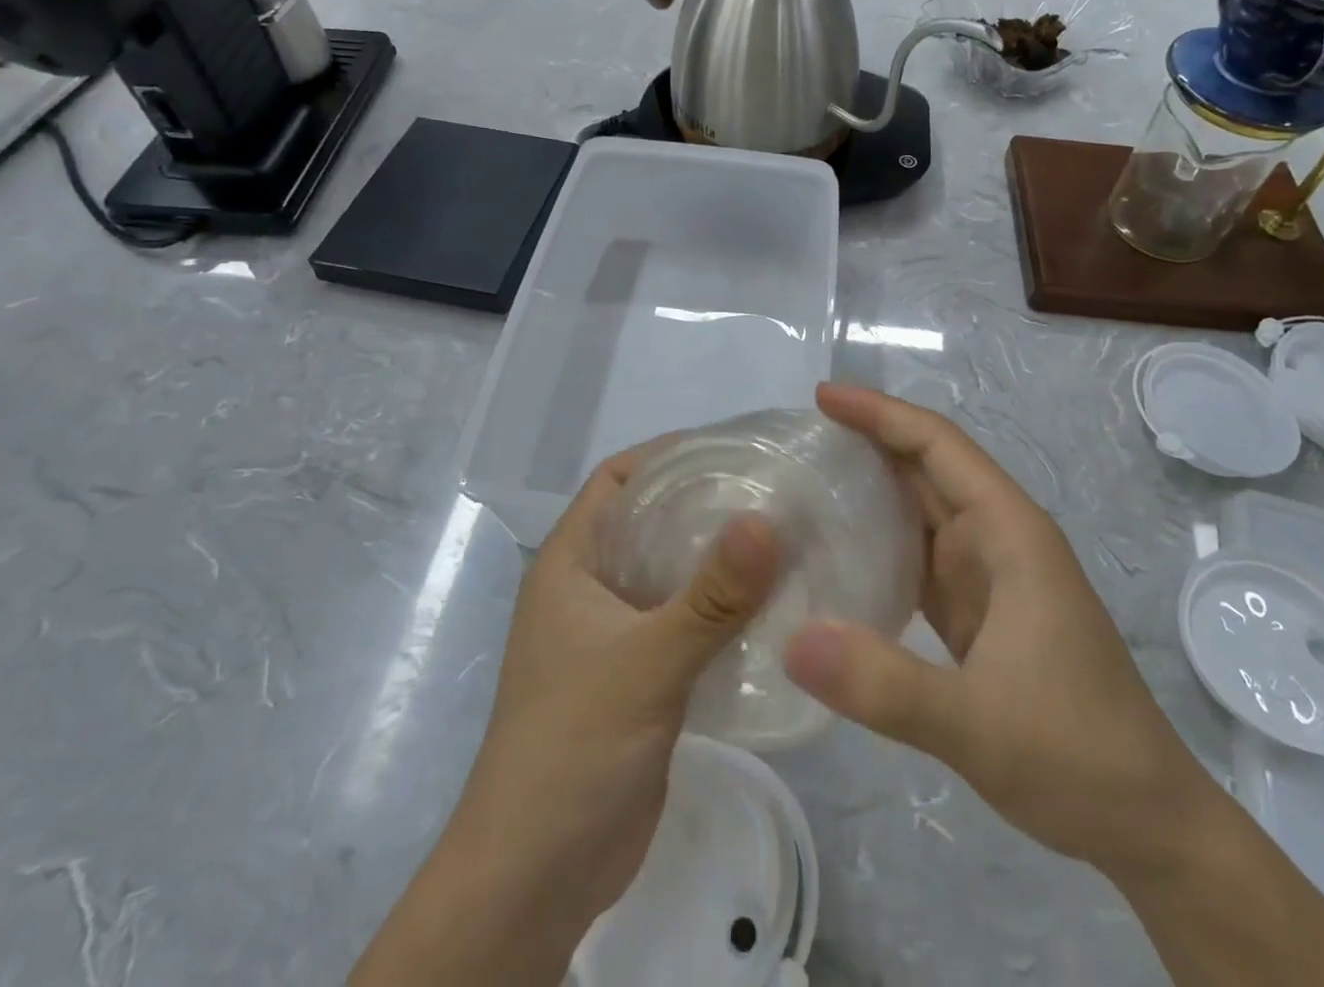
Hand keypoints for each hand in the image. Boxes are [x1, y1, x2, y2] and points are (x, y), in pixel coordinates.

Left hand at [350, 444, 779, 986]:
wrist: (537, 877)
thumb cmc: (572, 748)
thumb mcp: (644, 663)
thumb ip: (710, 596)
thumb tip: (768, 519)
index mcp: (572, 563)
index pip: (618, 479)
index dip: (668, 454)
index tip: (733, 446)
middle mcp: (592, 587)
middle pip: (652, 521)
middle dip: (706, 502)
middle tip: (774, 489)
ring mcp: (617, 634)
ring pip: (674, 573)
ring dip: (720, 559)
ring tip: (786, 537)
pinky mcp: (643, 676)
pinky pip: (688, 622)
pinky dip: (724, 609)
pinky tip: (776, 606)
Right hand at [784, 383, 1212, 879]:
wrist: (1146, 825)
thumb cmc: (1078, 756)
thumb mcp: (977, 725)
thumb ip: (885, 685)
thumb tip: (792, 640)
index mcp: (1010, 532)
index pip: (938, 445)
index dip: (881, 413)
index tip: (823, 398)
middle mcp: (999, 538)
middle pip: (926, 467)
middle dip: (866, 441)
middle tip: (797, 438)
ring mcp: (988, 576)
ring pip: (920, 509)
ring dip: (869, 489)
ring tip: (804, 481)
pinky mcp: (976, 612)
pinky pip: (918, 557)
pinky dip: (877, 543)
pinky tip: (836, 552)